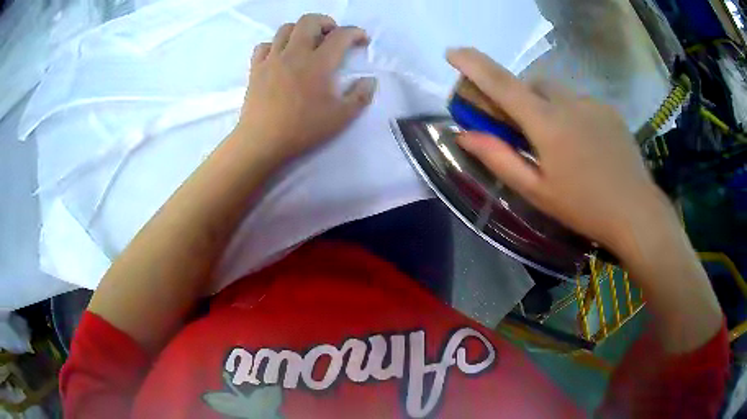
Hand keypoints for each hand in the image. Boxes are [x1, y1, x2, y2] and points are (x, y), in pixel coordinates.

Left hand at [234, 14, 377, 163]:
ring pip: (285, 29)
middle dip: (326, 22)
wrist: (262, 142)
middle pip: (309, 21)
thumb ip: (361, 96)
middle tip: (333, 35)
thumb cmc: (303, 129)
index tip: (362, 40)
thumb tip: (370, 80)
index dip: (355, 33)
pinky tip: (280, 56)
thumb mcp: (341, 117)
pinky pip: (264, 46)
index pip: (341, 35)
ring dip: (300, 30)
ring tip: (307, 43)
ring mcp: (272, 59)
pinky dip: (275, 45)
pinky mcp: (256, 69)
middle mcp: (294, 53)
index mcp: (318, 63)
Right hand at [447, 47, 671, 258]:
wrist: (636, 212)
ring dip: (548, 107)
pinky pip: (581, 102)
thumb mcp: (536, 190)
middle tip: (524, 128)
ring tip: (562, 143)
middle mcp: (568, 102)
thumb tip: (465, 135)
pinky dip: (572, 114)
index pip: (501, 83)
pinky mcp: (609, 110)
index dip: (473, 64)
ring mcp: (592, 103)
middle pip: (532, 83)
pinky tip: (585, 144)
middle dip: (520, 96)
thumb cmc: (583, 206)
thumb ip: (499, 158)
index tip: (452, 52)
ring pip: (558, 92)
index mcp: (546, 123)